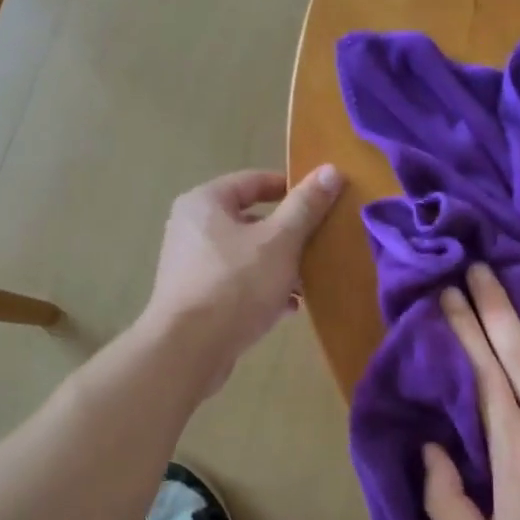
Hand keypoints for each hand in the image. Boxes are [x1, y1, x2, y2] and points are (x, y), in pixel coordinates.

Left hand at [142, 166, 342, 395]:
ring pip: (247, 255)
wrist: (189, 350)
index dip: (291, 188)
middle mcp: (192, 227)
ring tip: (309, 281)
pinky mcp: (195, 298)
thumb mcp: (280, 241)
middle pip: (251, 220)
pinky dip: (263, 289)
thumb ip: (306, 206)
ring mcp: (191, 265)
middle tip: (319, 244)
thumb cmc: (235, 284)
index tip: (322, 202)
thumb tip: (331, 170)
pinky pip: (237, 283)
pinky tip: (288, 307)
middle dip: (289, 234)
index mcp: (205, 202)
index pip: (254, 181)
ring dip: (279, 265)